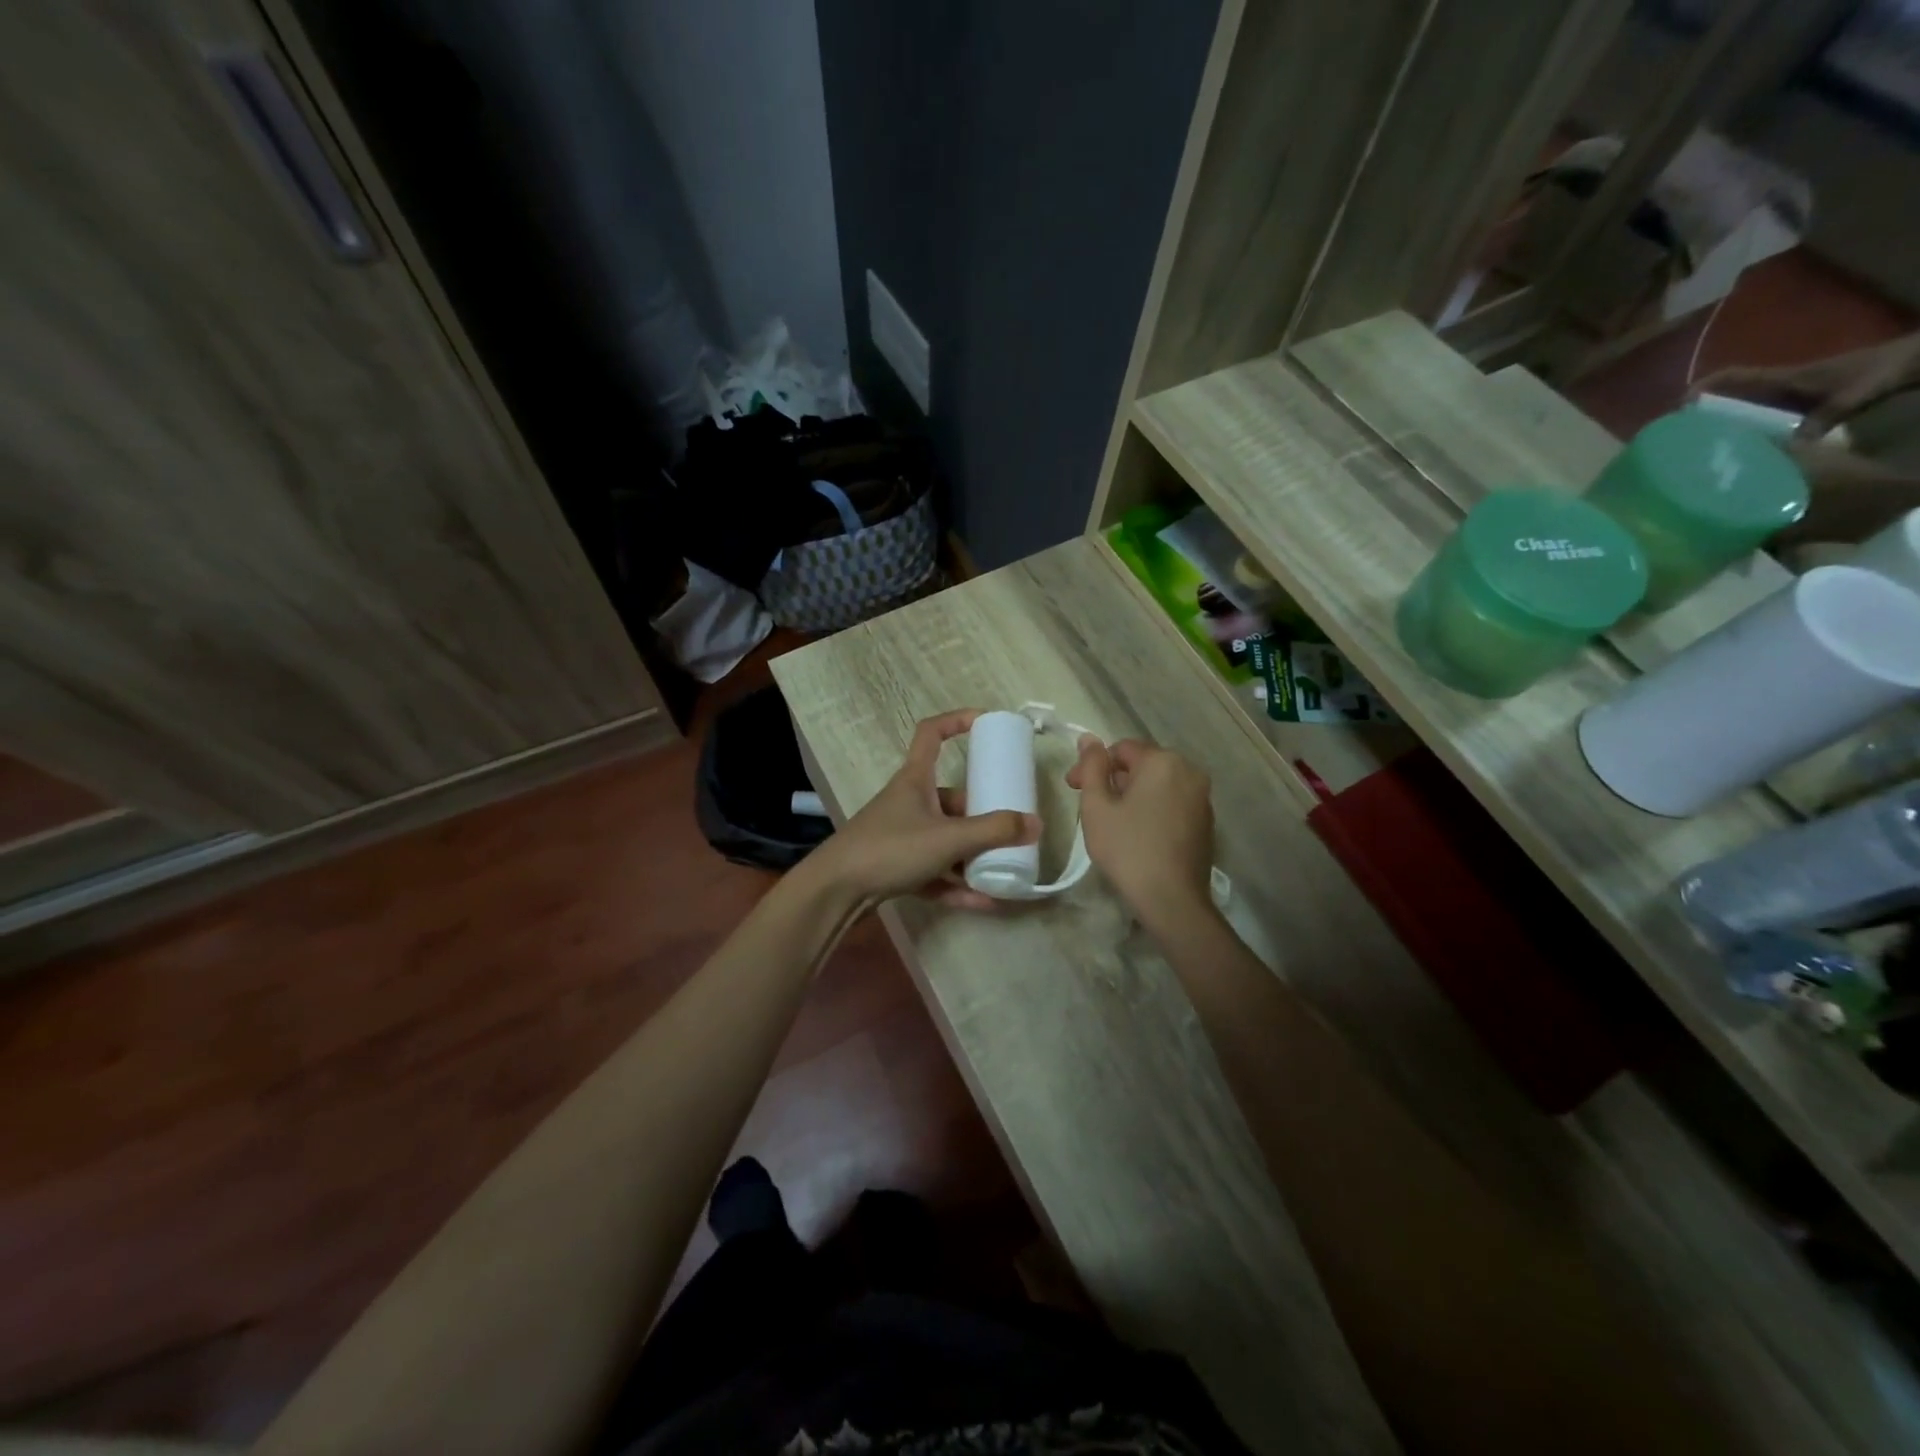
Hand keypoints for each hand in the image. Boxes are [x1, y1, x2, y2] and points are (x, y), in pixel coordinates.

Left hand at [808, 709, 1037, 910]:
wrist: (836, 891)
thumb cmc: (890, 848)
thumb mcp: (948, 837)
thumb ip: (994, 832)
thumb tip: (1036, 824)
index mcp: (916, 780)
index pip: (932, 733)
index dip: (957, 721)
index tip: (986, 722)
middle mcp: (910, 802)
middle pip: (952, 798)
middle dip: (982, 813)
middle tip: (1012, 826)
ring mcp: (902, 836)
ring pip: (946, 838)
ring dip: (974, 854)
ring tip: (1006, 868)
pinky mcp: (897, 867)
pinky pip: (936, 872)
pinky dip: (959, 884)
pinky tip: (986, 902)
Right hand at [1066, 735, 1213, 931]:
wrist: (1172, 899)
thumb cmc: (1127, 849)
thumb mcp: (1097, 807)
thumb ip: (1092, 767)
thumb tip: (1088, 738)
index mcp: (1162, 761)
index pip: (1120, 749)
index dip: (1093, 766)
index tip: (1073, 788)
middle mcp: (1189, 771)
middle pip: (1142, 763)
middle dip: (1114, 779)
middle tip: (1090, 805)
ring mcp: (1202, 797)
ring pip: (1159, 783)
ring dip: (1134, 793)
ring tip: (1113, 820)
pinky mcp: (1206, 821)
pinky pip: (1173, 802)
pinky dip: (1153, 808)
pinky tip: (1138, 833)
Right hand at [1695, 332, 1919, 437]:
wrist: (1914, 360)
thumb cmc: (1882, 370)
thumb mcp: (1855, 394)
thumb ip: (1824, 418)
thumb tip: (1791, 449)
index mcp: (1784, 378)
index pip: (1733, 376)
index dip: (1703, 387)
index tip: (1678, 407)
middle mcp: (1779, 385)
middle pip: (1730, 396)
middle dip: (1703, 413)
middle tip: (1681, 438)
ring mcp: (1788, 395)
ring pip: (1744, 408)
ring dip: (1722, 424)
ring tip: (1703, 448)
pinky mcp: (1799, 405)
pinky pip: (1762, 417)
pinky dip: (1747, 430)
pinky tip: (1742, 449)